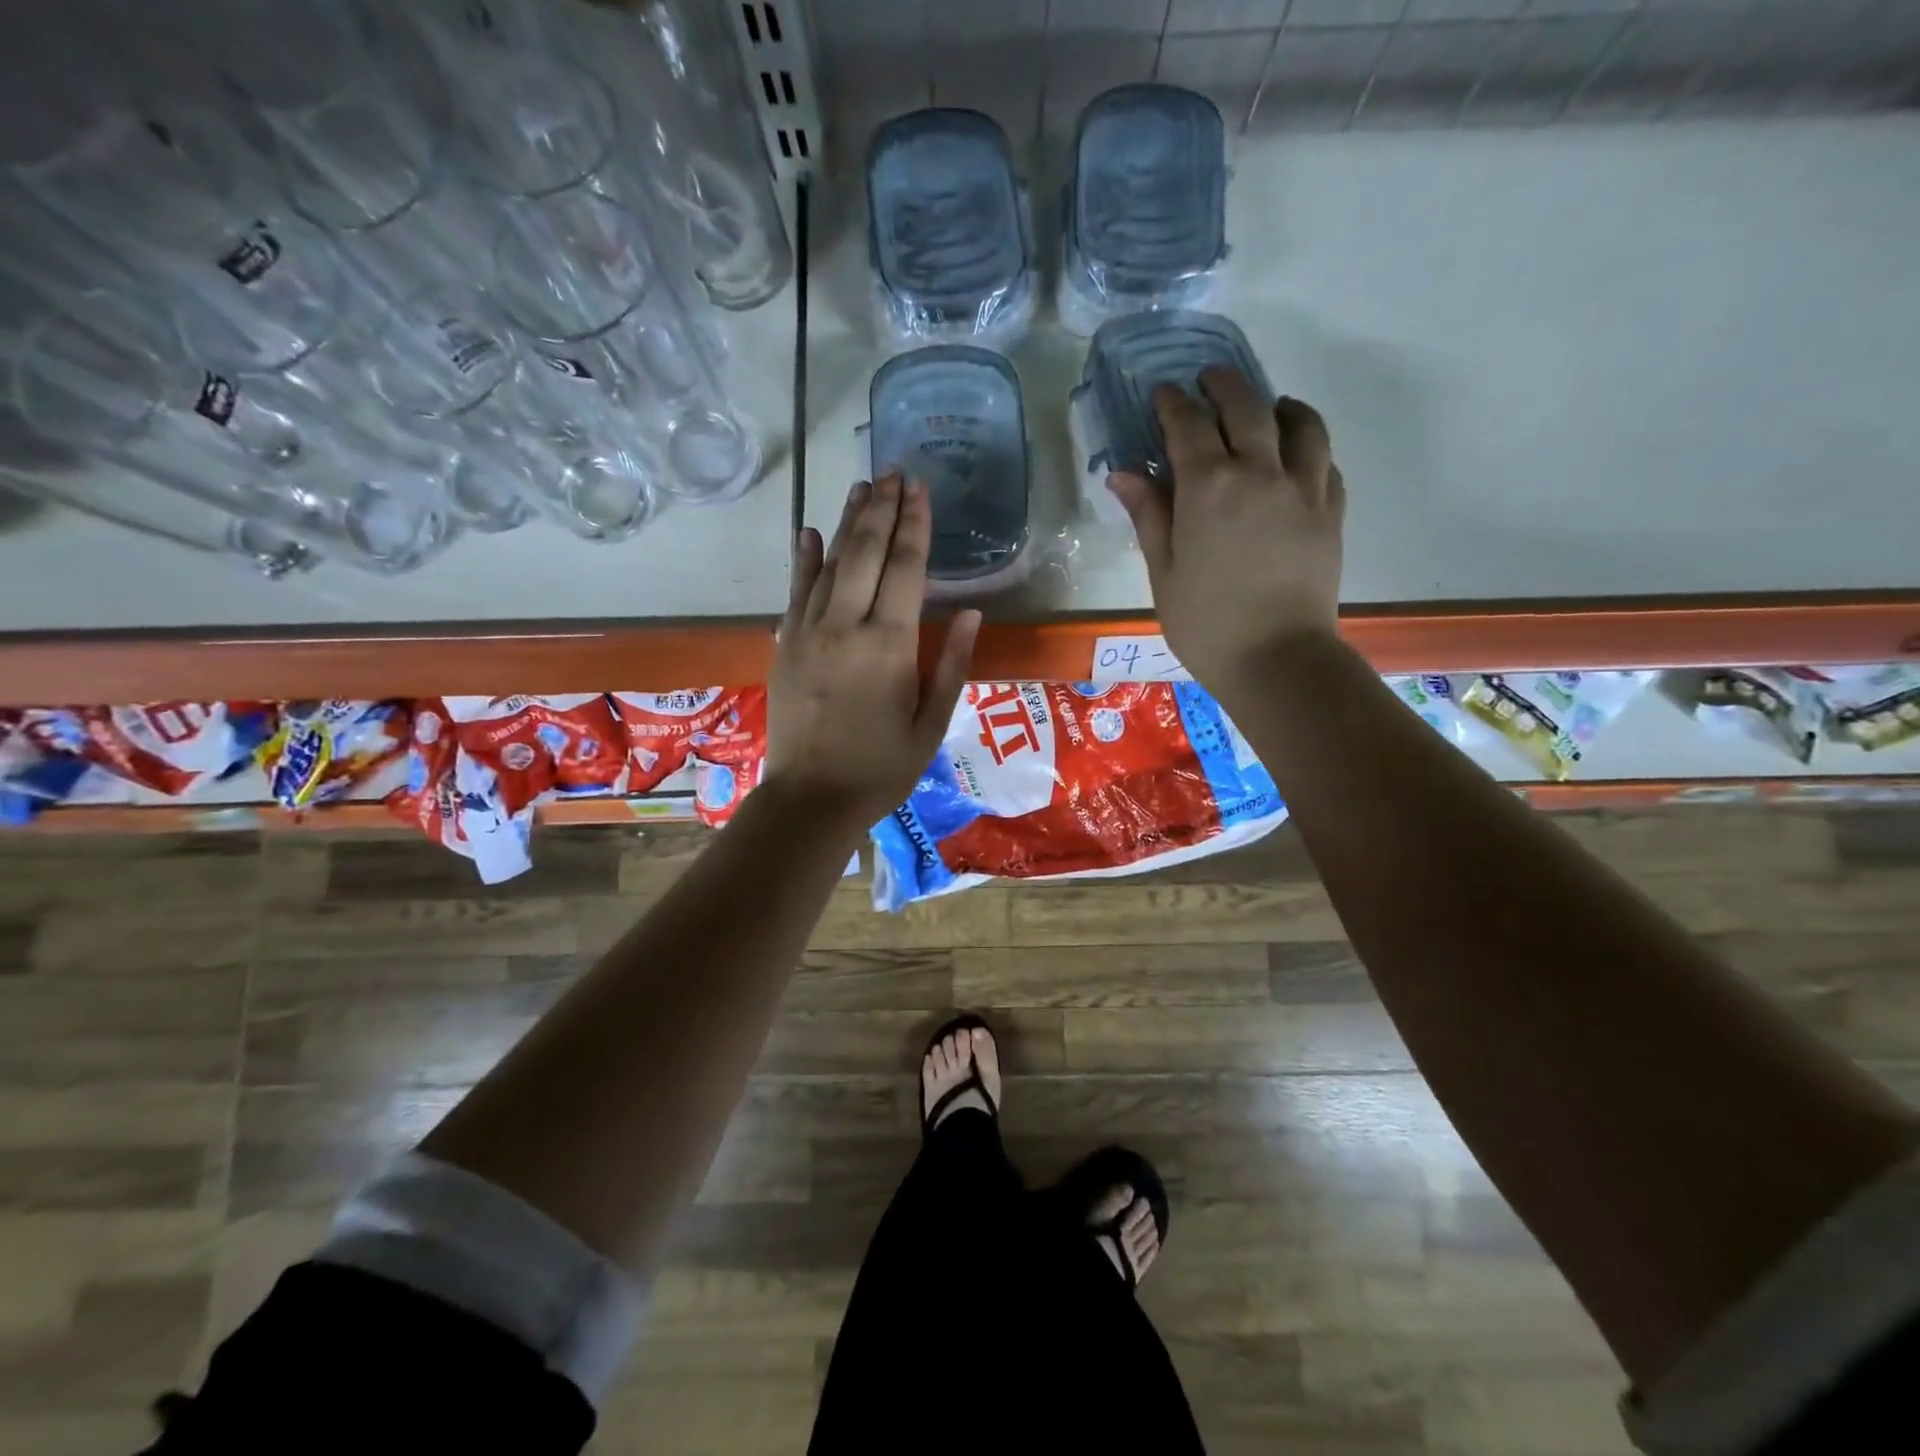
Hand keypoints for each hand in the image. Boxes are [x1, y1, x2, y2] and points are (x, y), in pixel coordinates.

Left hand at [765, 471, 980, 828]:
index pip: (905, 568)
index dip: (915, 526)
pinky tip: (808, 533)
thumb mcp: (931, 724)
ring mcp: (808, 631)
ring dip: (847, 522)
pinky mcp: (785, 644)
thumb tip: (970, 613)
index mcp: (888, 644)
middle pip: (864, 552)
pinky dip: (803, 560)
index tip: (920, 490)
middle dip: (881, 509)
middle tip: (893, 472)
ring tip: (862, 488)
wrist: (810, 799)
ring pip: (829, 563)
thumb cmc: (881, 768)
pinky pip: (795, 591)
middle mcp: (845, 625)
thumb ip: (951, 665)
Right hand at [1107, 370, 1344, 695]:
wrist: (1276, 660)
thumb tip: (1123, 473)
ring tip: (1267, 409)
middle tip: (1209, 381)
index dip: (1172, 404)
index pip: (1188, 425)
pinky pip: (1325, 461)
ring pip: (1300, 423)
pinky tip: (1296, 457)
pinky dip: (1309, 446)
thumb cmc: (1206, 624)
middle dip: (1224, 385)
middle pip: (1246, 406)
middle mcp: (1260, 472)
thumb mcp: (1163, 572)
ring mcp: (1304, 488)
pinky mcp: (1332, 511)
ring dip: (1279, 406)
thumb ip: (1148, 515)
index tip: (1162, 393)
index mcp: (1208, 487)